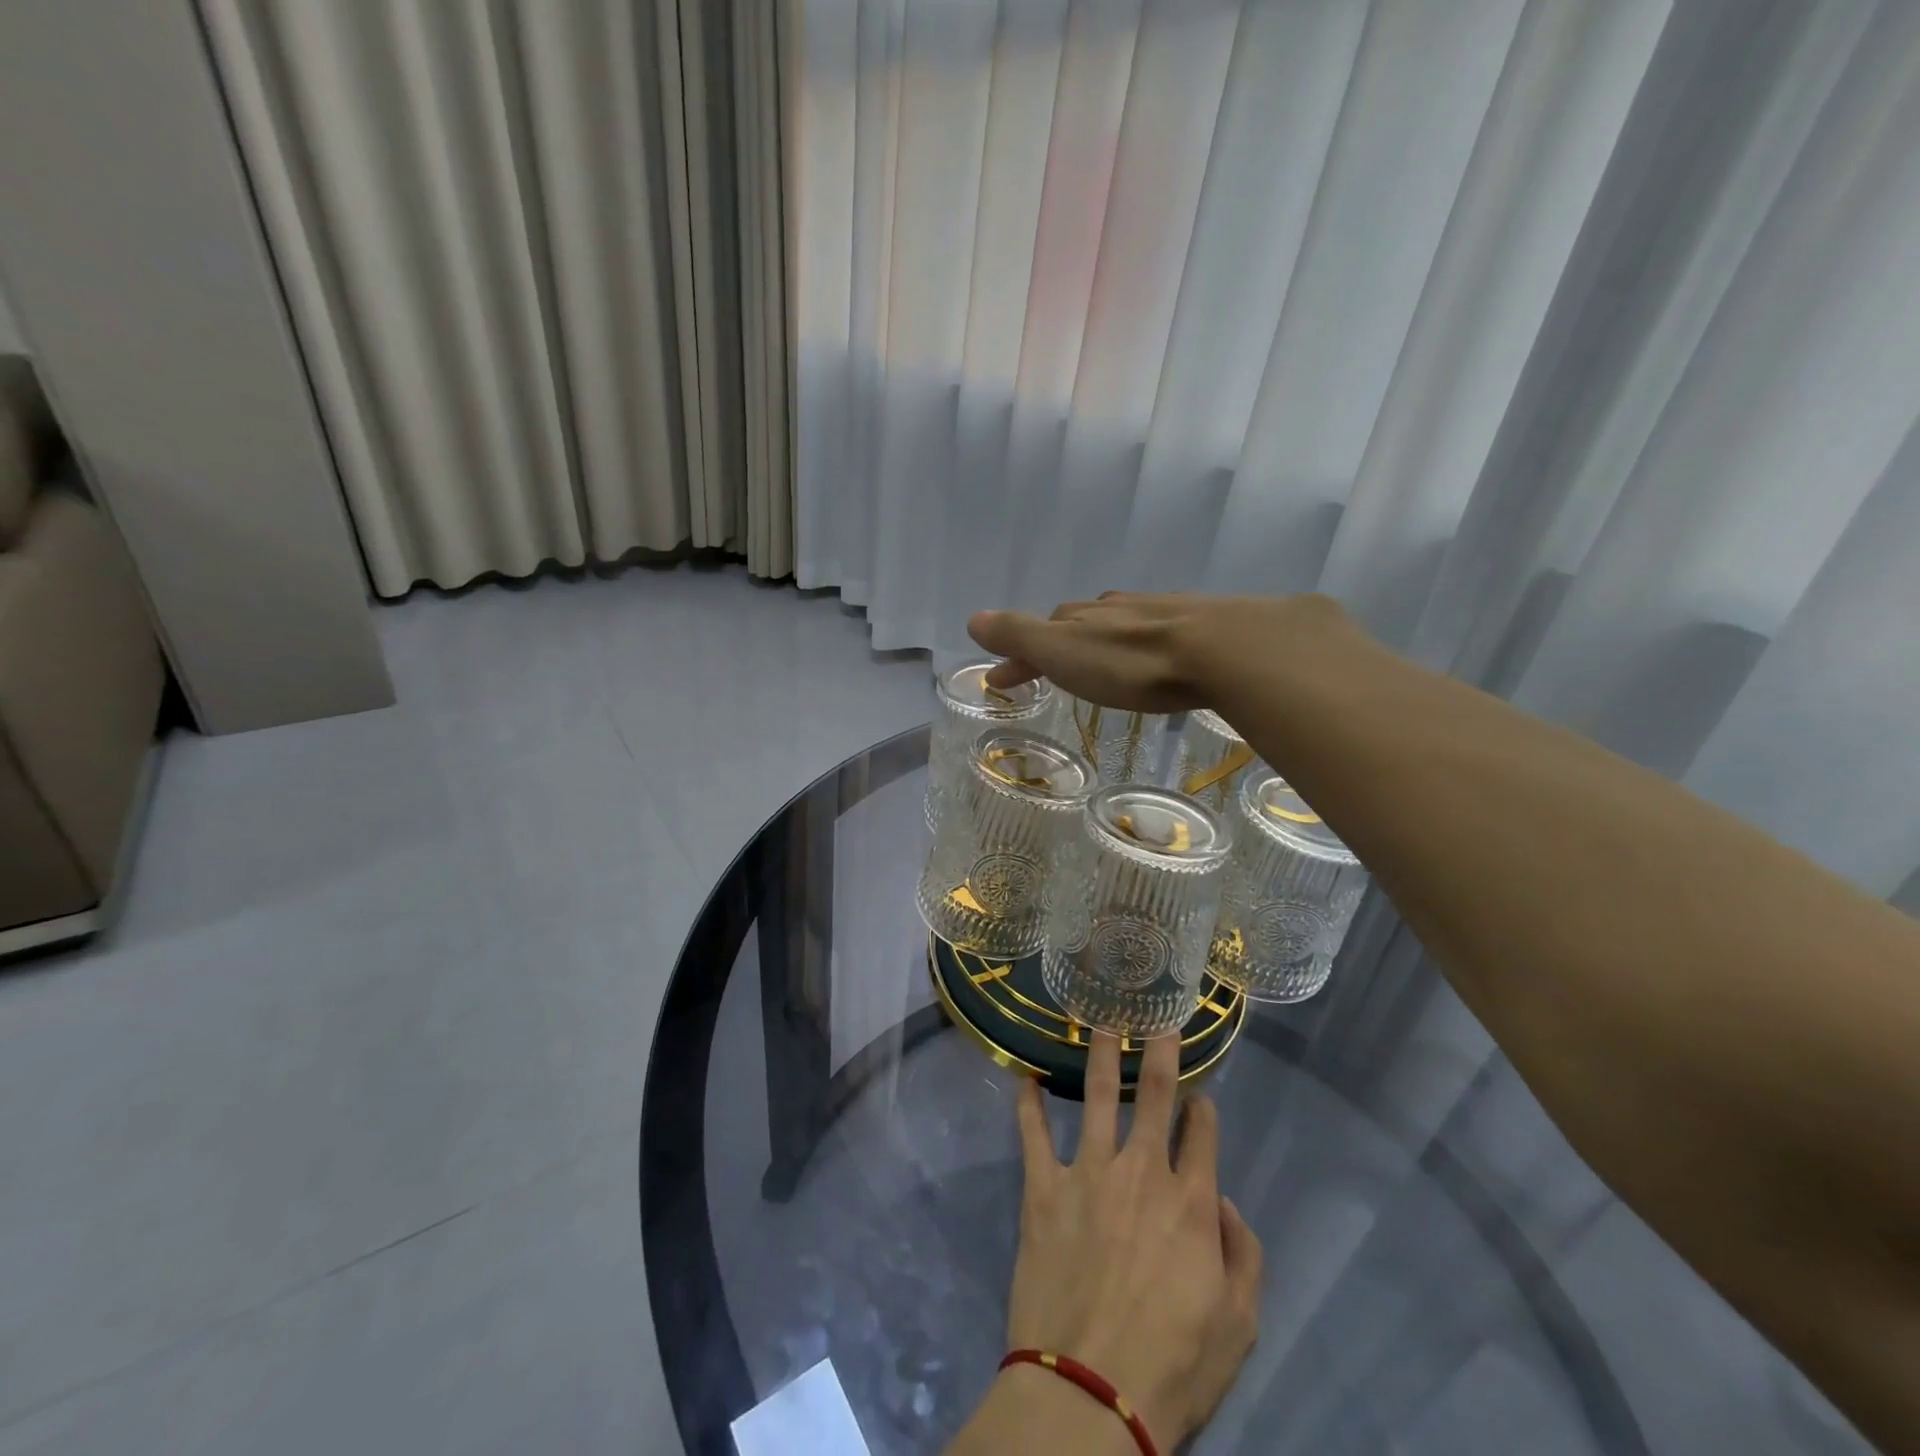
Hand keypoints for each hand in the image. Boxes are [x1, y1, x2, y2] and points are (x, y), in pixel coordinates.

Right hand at [967, 591, 1349, 711]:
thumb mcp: (1064, 652)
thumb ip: (1020, 636)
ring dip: (1098, 643)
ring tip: (1096, 666)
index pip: (1036, 634)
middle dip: (1056, 646)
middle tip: (1046, 670)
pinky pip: (1155, 633)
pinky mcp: (1198, 626)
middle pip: (1075, 624)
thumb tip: (972, 618)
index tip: (998, 682)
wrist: (1224, 650)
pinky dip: (1139, 645)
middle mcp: (1116, 609)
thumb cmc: (1133, 662)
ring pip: (1117, 624)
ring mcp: (1159, 613)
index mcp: (1081, 618)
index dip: (1015, 657)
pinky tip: (1153, 658)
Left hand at [1006, 1032, 1261, 1451]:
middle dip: (1159, 1052)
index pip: (1202, 1134)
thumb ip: (1243, 1255)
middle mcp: (1141, 1171)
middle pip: (1155, 1095)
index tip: (1200, 1096)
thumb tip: (1224, 1200)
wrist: (1089, 1392)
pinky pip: (1033, 1133)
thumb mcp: (1238, 1327)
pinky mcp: (1043, 1187)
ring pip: (1098, 1096)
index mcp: (1191, 1202)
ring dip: (1099, 1056)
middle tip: (1156, 1019)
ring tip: (1097, 1022)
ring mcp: (1088, 1172)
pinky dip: (1029, 1103)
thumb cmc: (1172, 1367)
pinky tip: (1025, 1077)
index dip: (1204, 1109)